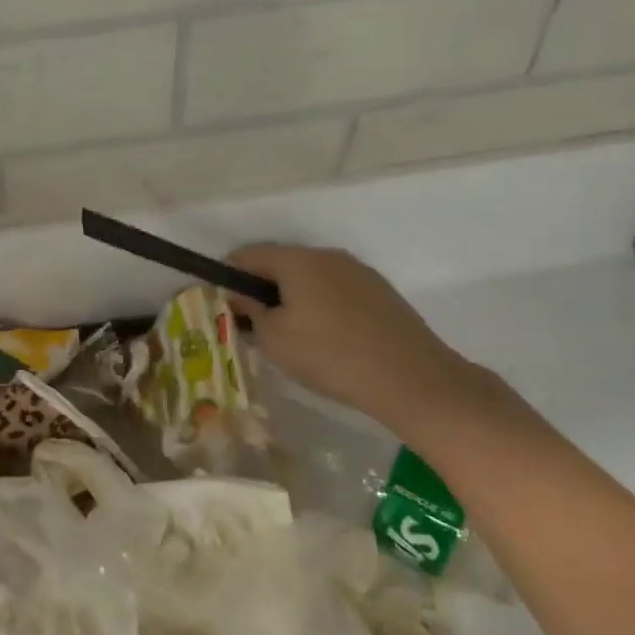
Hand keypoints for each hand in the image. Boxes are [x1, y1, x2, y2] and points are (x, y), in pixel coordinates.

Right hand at [226, 244, 497, 430]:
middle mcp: (327, 256)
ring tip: (289, 337)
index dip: (225, 276)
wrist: (414, 380)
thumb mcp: (273, 338)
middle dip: (259, 289)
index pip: (246, 254)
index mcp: (297, 259)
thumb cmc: (330, 355)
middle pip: (279, 263)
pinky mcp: (380, 293)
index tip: (220, 306)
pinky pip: (335, 291)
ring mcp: (358, 272)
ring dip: (291, 298)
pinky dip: (319, 306)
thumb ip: (248, 310)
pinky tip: (325, 340)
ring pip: (309, 278)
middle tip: (252, 326)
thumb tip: (238, 296)